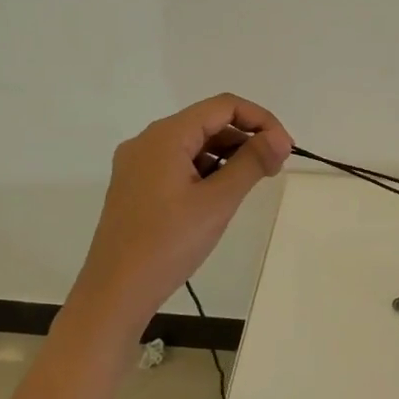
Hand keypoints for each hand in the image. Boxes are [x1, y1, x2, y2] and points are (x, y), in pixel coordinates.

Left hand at [71, 95, 292, 335]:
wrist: (114, 293)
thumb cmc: (168, 244)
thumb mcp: (217, 202)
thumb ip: (251, 163)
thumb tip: (280, 139)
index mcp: (165, 136)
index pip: (223, 106)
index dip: (260, 120)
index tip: (284, 148)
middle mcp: (147, 141)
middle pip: (207, 122)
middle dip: (245, 137)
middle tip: (275, 168)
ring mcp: (138, 164)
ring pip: (193, 144)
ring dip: (227, 155)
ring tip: (252, 182)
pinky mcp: (136, 186)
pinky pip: (178, 163)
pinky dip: (206, 170)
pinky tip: (221, 195)